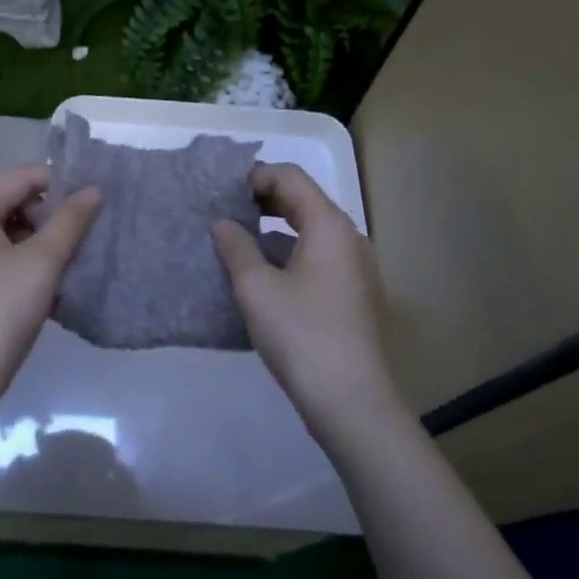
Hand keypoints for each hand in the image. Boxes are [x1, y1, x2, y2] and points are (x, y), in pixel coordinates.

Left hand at [0, 165, 101, 410]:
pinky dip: (32, 264)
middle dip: (54, 215)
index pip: (23, 176)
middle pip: (17, 201)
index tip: (96, 200)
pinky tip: (58, 286)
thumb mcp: (41, 262)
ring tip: (79, 261)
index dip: (61, 182)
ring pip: (14, 233)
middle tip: (90, 234)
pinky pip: (6, 258)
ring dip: (47, 242)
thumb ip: (70, 222)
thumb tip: (93, 190)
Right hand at [212, 164, 400, 441]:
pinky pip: (317, 259)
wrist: (351, 401)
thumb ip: (236, 247)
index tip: (222, 192)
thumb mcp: (256, 288)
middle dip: (263, 202)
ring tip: (236, 245)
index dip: (256, 176)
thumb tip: (222, 223)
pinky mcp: (353, 295)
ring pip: (310, 233)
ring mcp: (355, 268)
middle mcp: (348, 238)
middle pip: (303, 202)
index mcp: (329, 225)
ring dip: (274, 232)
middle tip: (225, 212)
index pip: (291, 177)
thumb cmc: (301, 335)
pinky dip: (288, 257)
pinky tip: (261, 279)